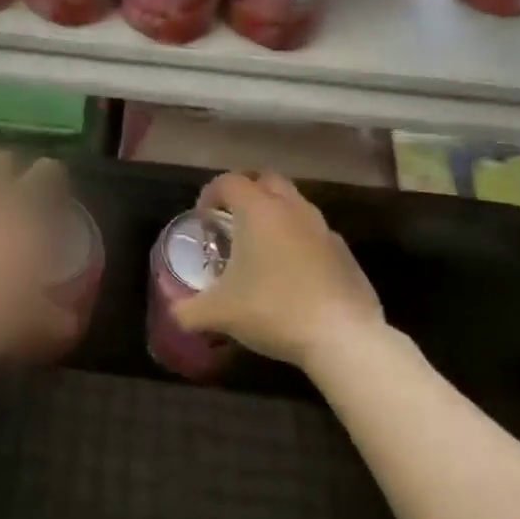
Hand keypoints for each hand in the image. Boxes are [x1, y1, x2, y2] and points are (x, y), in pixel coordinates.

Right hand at [175, 171, 385, 370]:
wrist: (343, 337)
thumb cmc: (273, 310)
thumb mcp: (219, 314)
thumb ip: (188, 310)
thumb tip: (175, 313)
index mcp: (258, 211)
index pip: (229, 182)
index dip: (210, 194)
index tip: (203, 219)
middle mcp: (292, 209)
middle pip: (266, 180)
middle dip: (246, 192)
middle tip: (231, 219)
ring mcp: (322, 229)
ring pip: (294, 204)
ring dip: (275, 214)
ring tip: (260, 246)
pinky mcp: (344, 252)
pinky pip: (314, 233)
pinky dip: (298, 240)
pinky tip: (291, 272)